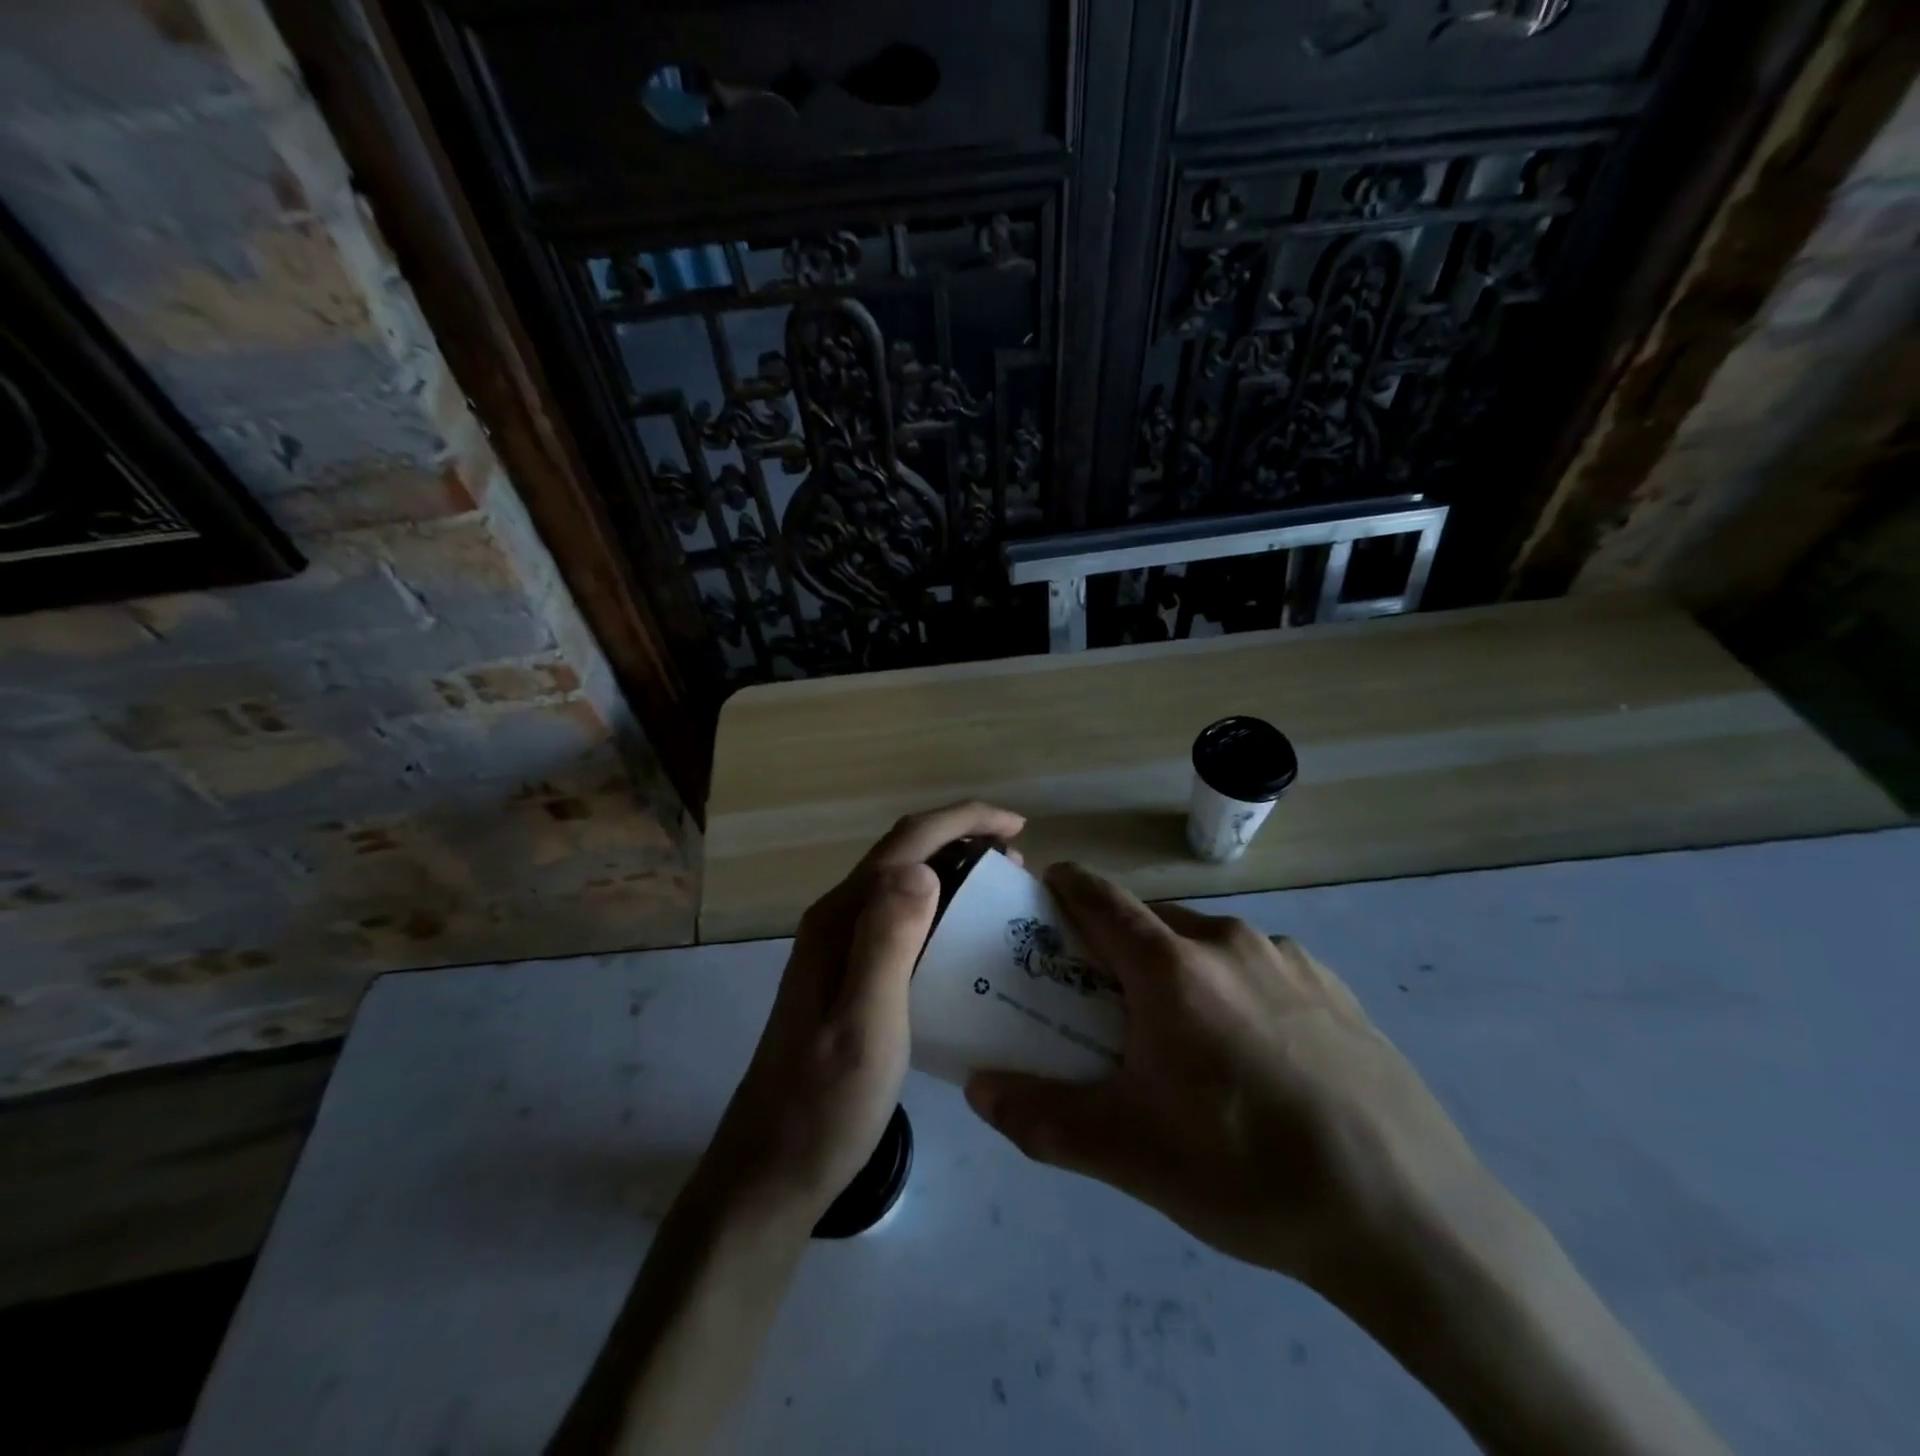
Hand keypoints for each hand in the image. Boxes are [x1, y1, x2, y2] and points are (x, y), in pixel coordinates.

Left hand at [694, 801, 1026, 1228]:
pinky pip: (902, 920)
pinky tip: (966, 941)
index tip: (1018, 827)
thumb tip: (921, 867)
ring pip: (903, 885)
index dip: (964, 820)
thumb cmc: (825, 1104)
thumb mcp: (864, 1025)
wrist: (773, 1170)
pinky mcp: (847, 975)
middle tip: (1019, 868)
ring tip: (1002, 895)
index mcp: (840, 918)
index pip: (907, 842)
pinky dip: (942, 910)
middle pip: (905, 854)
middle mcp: (836, 919)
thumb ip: (886, 942)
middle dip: (964, 842)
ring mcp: (838, 948)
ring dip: (954, 873)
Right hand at [964, 862, 1487, 1293]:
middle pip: (1153, 920)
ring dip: (1179, 967)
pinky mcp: (1334, 987)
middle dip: (1119, 944)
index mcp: (1172, 967)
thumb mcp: (1130, 1155)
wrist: (1410, 1216)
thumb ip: (1042, 1119)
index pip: (1101, 898)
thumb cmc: (1247, 1170)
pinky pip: (1260, 967)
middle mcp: (1227, 942)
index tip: (1044, 894)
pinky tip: (1257, 1053)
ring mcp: (1289, 959)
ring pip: (1208, 942)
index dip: (1066, 886)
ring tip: (1184, 1035)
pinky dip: (1234, 986)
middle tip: (1106, 997)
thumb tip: (978, 1089)